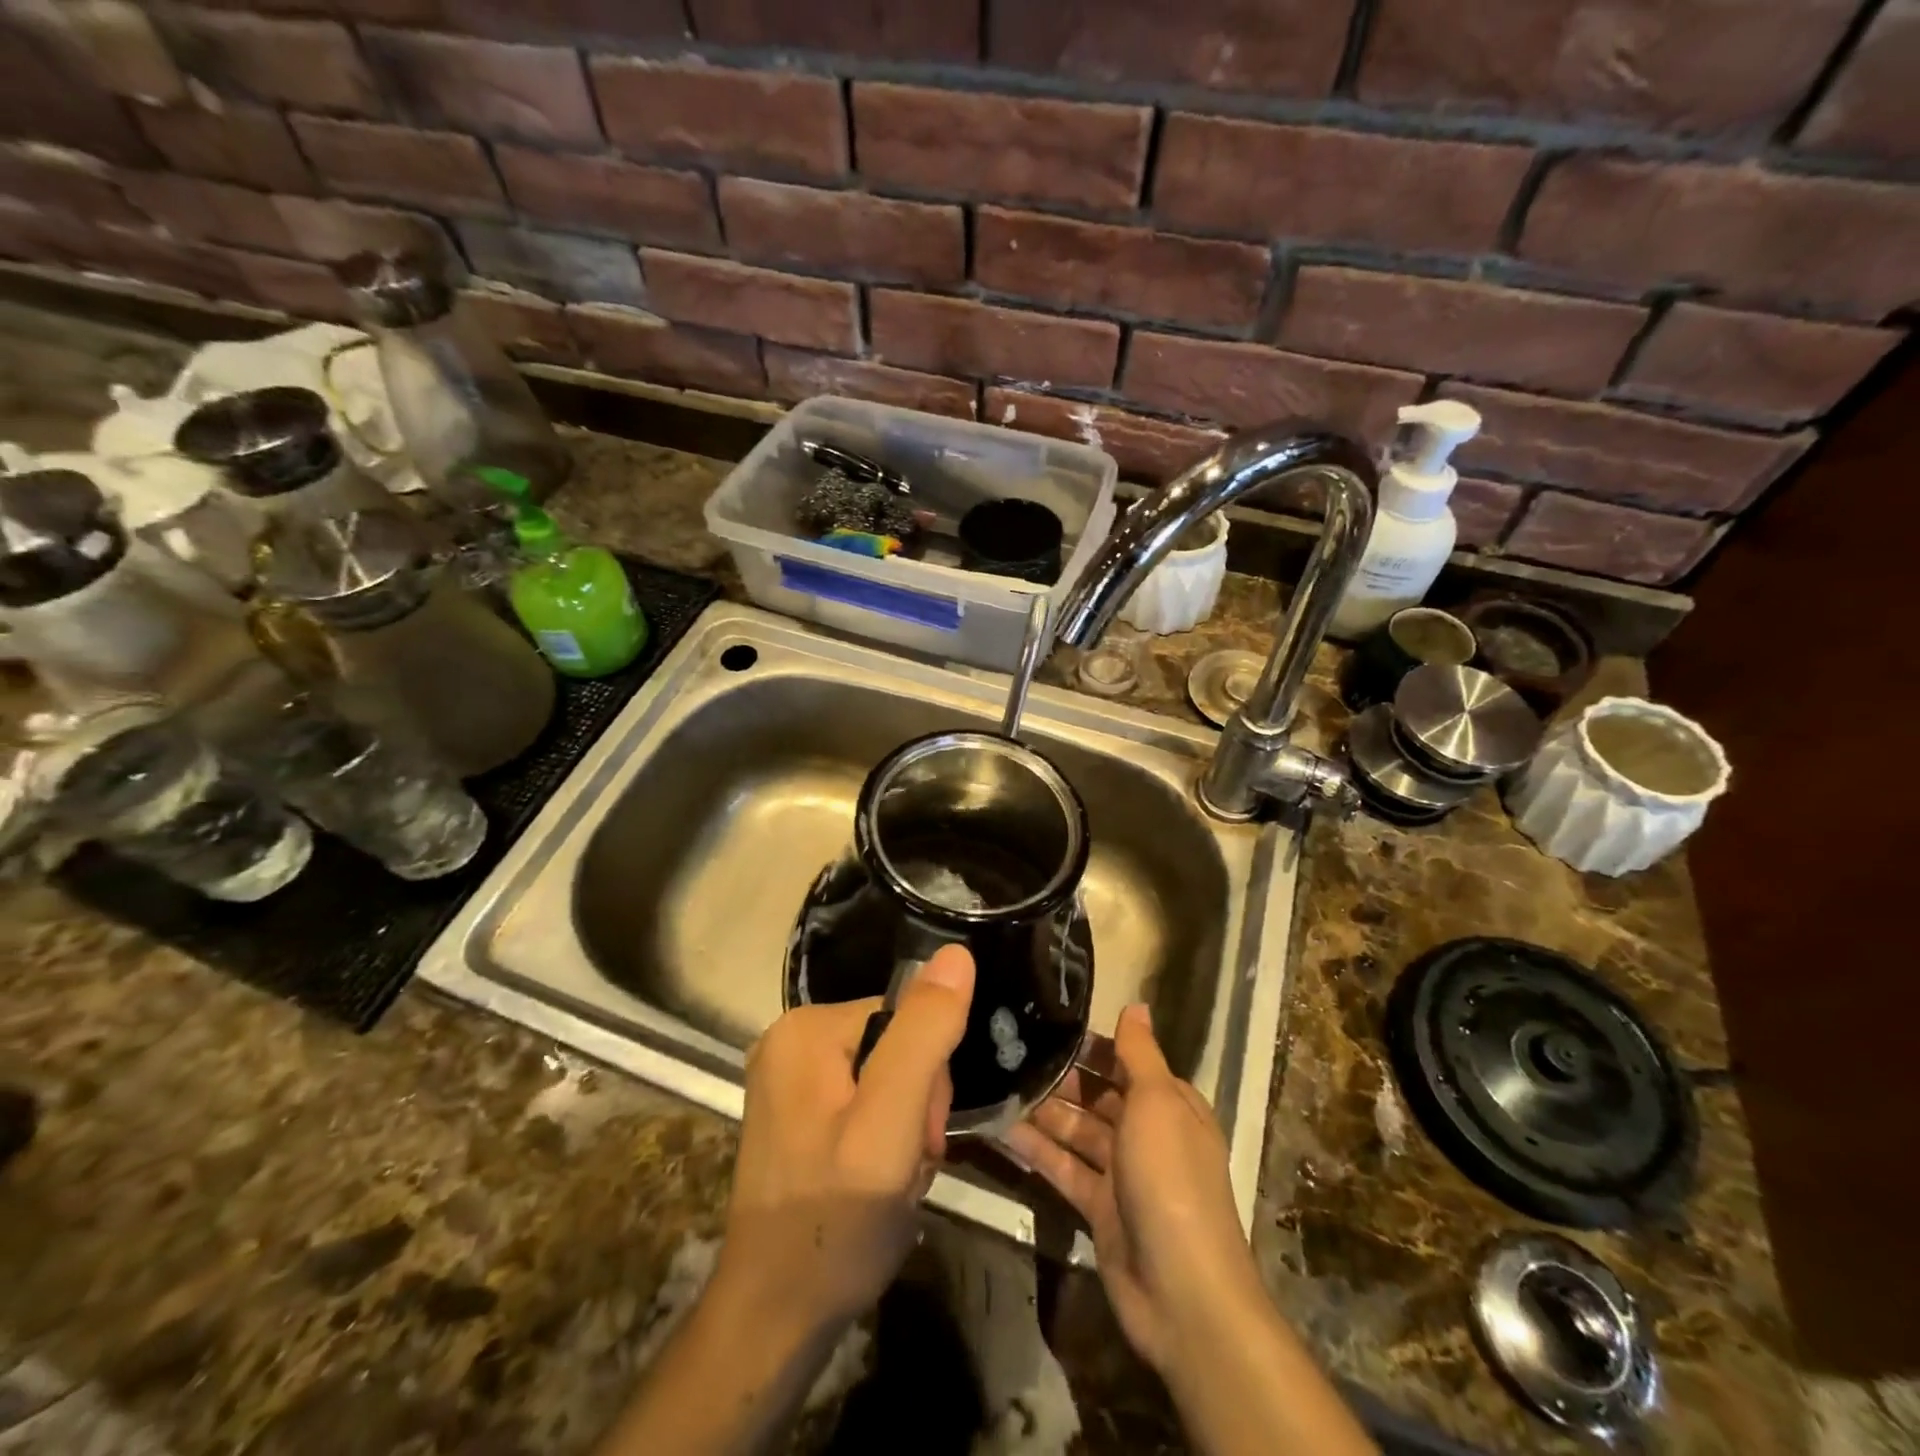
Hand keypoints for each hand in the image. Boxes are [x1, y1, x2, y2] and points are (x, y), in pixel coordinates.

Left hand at [714, 943, 975, 1339]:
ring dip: (905, 1126)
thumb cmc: (836, 1222)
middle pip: (895, 1043)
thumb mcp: (891, 1124)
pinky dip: (883, 1138)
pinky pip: (864, 1100)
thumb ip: (924, 1036)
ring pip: (886, 1075)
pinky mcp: (795, 1112)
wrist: (776, 1319)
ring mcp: (789, 1078)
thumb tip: (957, 954)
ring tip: (893, 1178)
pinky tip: (875, 1178)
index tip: (921, 1135)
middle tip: (906, 1163)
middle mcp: (790, 1040)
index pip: (905, 1015)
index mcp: (806, 1028)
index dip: (929, 1076)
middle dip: (917, 1103)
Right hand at [1003, 1002, 1261, 1376]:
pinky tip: (1004, 1131)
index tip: (1047, 1023)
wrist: (1182, 1292)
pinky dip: (1039, 1152)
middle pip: (1099, 1096)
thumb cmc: (1171, 1179)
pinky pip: (1065, 1169)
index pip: (1127, 1062)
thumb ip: (1139, 1053)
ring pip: (1078, 1131)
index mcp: (1170, 1104)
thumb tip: (1136, 1003)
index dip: (1092, 1045)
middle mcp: (1148, 1134)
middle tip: (1012, 1053)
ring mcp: (1123, 1174)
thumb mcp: (1158, 1102)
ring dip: (1045, 1112)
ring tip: (1001, 1085)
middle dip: (1062, 1077)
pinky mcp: (1100, 1209)